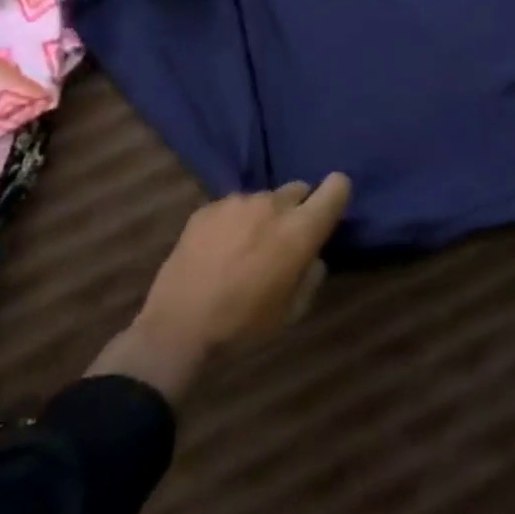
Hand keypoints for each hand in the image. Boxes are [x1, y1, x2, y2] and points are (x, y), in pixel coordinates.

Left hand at [90, 175, 351, 401]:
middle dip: (297, 210)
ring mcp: (238, 201)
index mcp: (301, 228)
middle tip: (282, 242)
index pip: (336, 186)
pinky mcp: (208, 207)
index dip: (336, 195)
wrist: (178, 326)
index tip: (327, 214)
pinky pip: (233, 207)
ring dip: (263, 217)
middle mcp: (273, 204)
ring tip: (244, 250)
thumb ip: (311, 275)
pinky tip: (218, 251)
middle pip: (299, 189)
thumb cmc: (243, 325)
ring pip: (264, 199)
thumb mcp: (291, 312)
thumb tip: (311, 256)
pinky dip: (234, 223)